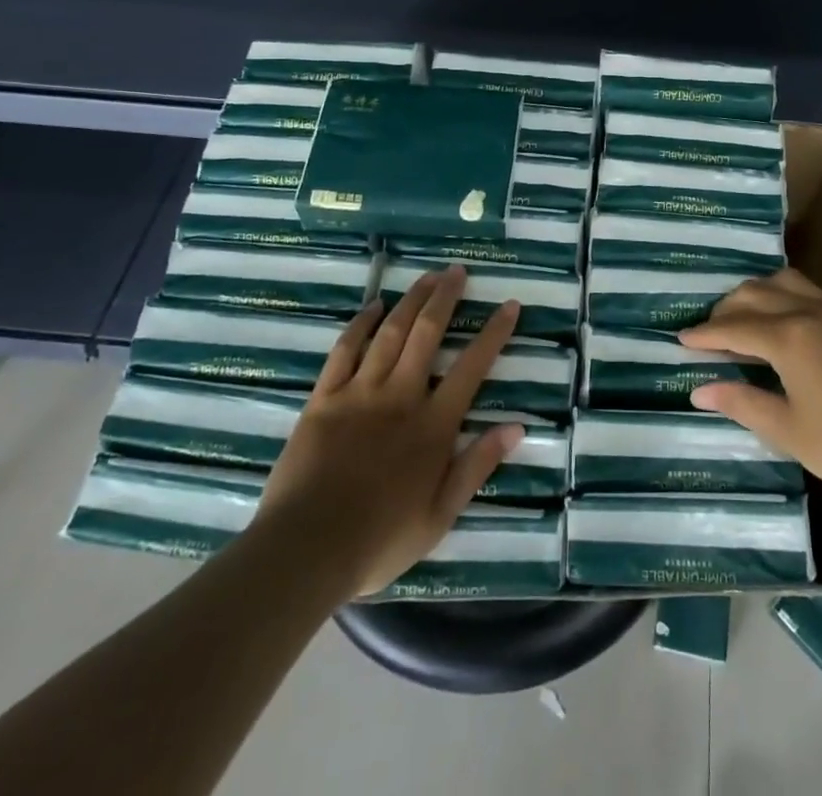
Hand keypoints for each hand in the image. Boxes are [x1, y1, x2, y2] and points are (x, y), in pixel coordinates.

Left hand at [255, 265, 522, 597]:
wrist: (305, 551)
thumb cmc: (379, 540)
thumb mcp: (440, 515)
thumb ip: (477, 466)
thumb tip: (516, 426)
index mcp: (433, 424)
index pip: (472, 366)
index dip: (494, 333)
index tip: (509, 304)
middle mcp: (401, 396)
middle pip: (427, 333)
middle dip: (446, 297)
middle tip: (458, 271)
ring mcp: (360, 392)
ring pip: (391, 332)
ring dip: (411, 300)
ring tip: (427, 276)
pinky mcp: (324, 398)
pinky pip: (345, 350)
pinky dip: (361, 324)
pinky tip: (373, 306)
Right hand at [678, 268, 821, 512]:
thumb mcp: (786, 429)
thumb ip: (741, 401)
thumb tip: (700, 389)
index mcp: (788, 337)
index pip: (734, 327)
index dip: (704, 333)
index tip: (680, 338)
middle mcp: (807, 312)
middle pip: (754, 294)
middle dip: (725, 310)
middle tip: (707, 333)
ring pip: (781, 282)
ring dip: (754, 294)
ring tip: (740, 319)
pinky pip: (806, 290)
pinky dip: (781, 295)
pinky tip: (778, 319)